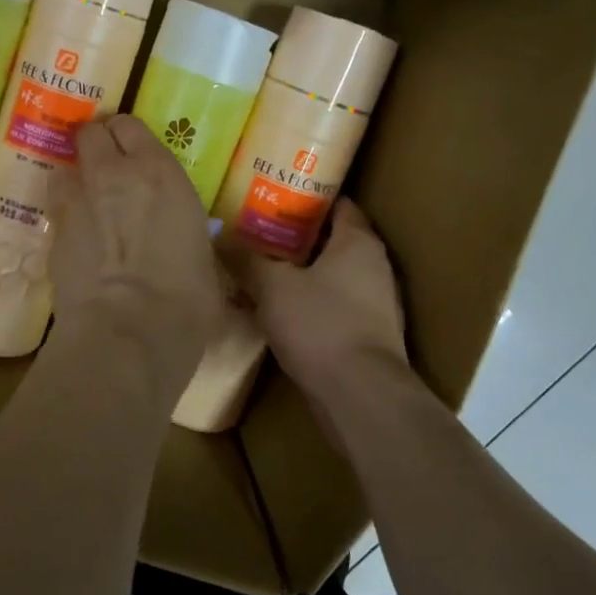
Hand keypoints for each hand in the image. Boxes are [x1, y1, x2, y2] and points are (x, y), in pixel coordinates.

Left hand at [48, 115, 222, 349]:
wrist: (128, 332)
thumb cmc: (186, 298)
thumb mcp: (202, 257)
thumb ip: (183, 234)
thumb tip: (181, 246)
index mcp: (159, 172)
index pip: (131, 126)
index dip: (128, 137)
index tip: (134, 152)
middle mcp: (112, 174)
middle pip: (90, 133)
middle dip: (96, 144)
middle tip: (107, 167)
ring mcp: (75, 202)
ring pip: (64, 167)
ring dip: (75, 178)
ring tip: (87, 201)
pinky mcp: (52, 234)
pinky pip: (56, 210)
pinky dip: (65, 217)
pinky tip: (78, 241)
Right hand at [229, 198, 406, 393]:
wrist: (361, 396)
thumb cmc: (321, 325)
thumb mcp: (272, 286)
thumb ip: (246, 259)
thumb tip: (219, 236)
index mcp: (359, 242)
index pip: (338, 204)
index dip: (307, 198)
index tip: (274, 198)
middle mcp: (375, 267)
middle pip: (334, 241)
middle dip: (298, 238)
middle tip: (259, 234)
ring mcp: (377, 304)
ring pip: (334, 276)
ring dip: (304, 274)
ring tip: (264, 272)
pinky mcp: (369, 336)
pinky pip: (336, 307)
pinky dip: (312, 305)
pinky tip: (282, 313)